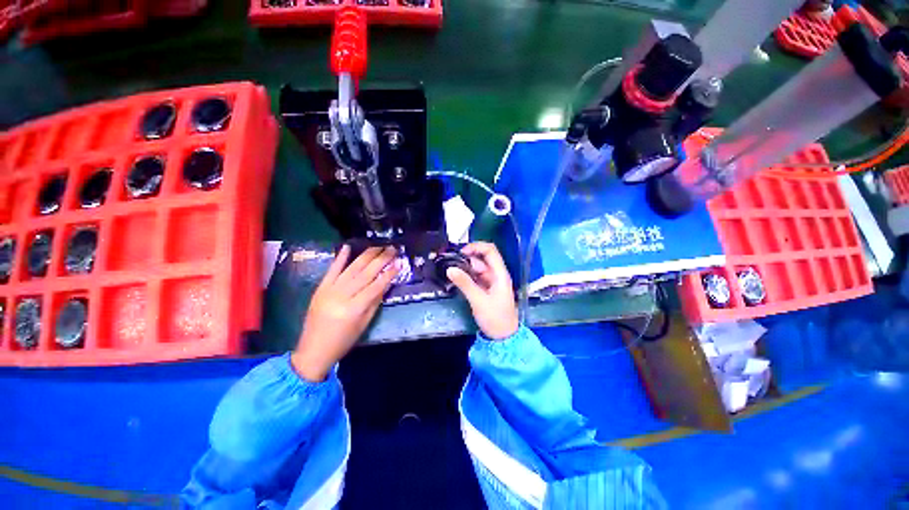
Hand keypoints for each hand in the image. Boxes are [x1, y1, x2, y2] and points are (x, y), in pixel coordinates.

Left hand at [292, 245, 398, 381]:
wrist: (313, 350)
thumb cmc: (344, 341)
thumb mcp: (364, 324)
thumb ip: (375, 302)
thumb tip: (386, 283)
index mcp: (354, 309)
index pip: (376, 286)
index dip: (389, 273)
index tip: (399, 263)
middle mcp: (342, 296)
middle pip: (365, 274)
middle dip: (381, 259)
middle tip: (392, 249)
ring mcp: (329, 290)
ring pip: (351, 269)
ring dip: (366, 256)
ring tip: (378, 246)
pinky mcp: (320, 288)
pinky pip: (331, 270)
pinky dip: (340, 258)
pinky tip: (347, 246)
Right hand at [446, 242, 519, 340]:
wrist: (503, 337)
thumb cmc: (495, 318)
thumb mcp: (478, 300)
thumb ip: (464, 283)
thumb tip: (450, 269)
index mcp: (500, 274)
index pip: (490, 251)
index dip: (476, 247)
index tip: (461, 252)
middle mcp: (496, 275)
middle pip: (482, 258)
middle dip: (467, 259)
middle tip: (452, 264)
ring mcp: (491, 282)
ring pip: (477, 268)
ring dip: (466, 268)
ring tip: (452, 272)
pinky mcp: (486, 289)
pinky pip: (476, 277)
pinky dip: (467, 276)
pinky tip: (458, 279)